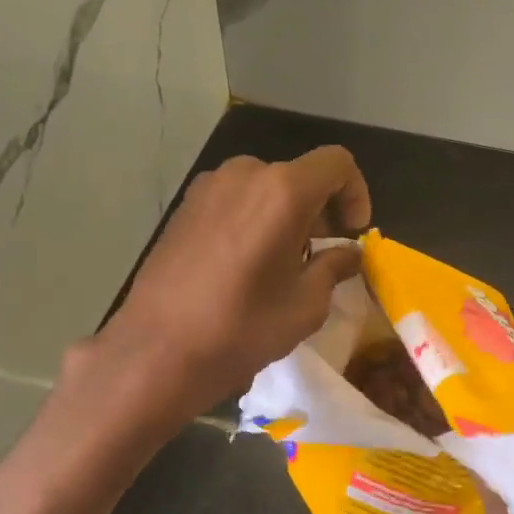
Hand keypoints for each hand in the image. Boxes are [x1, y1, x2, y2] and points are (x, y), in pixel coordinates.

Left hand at [80, 147, 372, 423]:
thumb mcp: (305, 304)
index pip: (337, 164)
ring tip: (284, 263)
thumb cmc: (242, 327)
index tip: (351, 234)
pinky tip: (247, 264)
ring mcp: (207, 188)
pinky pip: (234, 201)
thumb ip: (334, 267)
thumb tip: (348, 254)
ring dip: (287, 215)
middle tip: (323, 253)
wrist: (157, 350)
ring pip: (264, 187)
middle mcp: (244, 175)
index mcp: (282, 191)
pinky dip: (255, 219)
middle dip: (321, 209)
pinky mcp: (184, 208)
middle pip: (299, 175)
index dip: (356, 193)